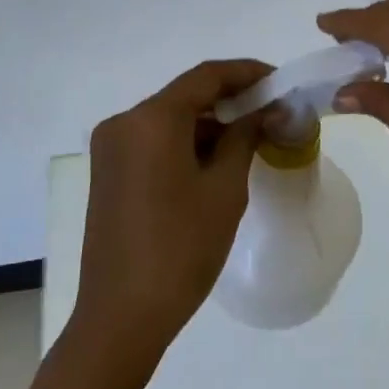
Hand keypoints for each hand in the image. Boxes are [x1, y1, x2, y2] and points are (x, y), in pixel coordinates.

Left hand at [74, 59, 270, 359]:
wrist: (122, 316)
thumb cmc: (181, 248)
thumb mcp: (225, 188)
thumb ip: (245, 136)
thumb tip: (267, 109)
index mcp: (151, 120)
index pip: (206, 77)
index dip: (247, 72)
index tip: (280, 80)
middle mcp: (124, 123)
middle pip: (185, 95)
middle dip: (230, 99)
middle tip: (271, 110)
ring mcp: (111, 148)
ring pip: (169, 119)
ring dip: (209, 122)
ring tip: (251, 136)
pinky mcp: (109, 172)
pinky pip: (153, 141)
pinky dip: (186, 142)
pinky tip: (217, 159)